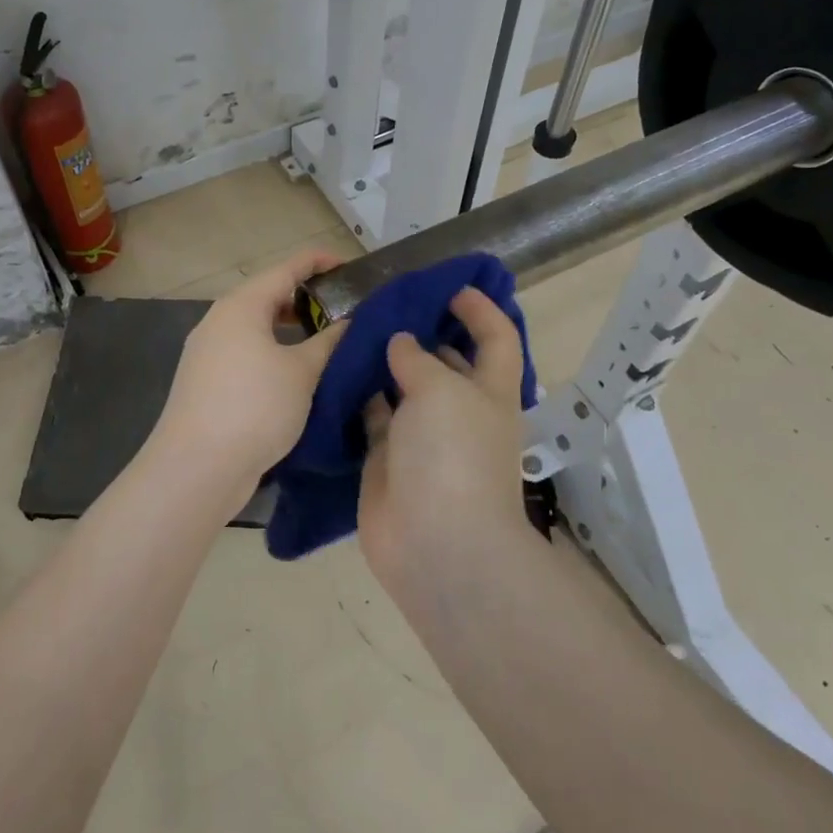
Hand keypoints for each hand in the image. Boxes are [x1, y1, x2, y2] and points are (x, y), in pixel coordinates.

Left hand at [146, 246, 346, 509]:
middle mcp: (219, 321)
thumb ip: (328, 341)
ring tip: (324, 340)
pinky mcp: (205, 381)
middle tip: (342, 308)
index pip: (286, 268)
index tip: (349, 267)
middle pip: (267, 295)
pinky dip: (272, 351)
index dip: (318, 262)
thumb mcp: (302, 372)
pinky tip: (294, 372)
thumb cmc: (255, 407)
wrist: (197, 467)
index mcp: (241, 306)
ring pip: (255, 326)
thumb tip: (347, 322)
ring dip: (289, 328)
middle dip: (305, 297)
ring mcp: (207, 352)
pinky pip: (245, 352)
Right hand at [356, 287, 525, 571]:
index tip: (450, 287)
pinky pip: (371, 416)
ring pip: (403, 388)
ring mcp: (421, 437)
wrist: (436, 545)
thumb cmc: (452, 456)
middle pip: (445, 361)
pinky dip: (357, 396)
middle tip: (383, 304)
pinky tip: (335, 371)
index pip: (497, 338)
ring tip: (352, 328)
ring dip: (383, 362)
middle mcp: (458, 410)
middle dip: (422, 332)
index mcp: (489, 391)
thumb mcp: (441, 391)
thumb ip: (417, 360)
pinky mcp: (386, 459)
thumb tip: (401, 344)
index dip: (481, 309)